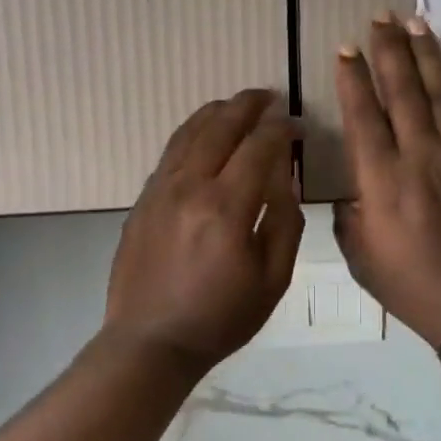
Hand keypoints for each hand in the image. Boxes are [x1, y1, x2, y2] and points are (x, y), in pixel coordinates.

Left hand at [104, 89, 303, 370]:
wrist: (151, 342)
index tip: (297, 126)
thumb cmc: (221, 318)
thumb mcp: (273, 279)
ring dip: (216, 112)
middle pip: (220, 126)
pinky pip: (170, 152)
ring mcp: (159, 190)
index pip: (259, 146)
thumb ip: (284, 221)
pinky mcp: (142, 200)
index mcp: (226, 207)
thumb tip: (284, 176)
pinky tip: (203, 135)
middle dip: (248, 105)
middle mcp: (189, 187)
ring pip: (189, 132)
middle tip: (269, 97)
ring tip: (236, 105)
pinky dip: (191, 133)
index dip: (282, 129)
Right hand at [333, 17, 440, 348]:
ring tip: (420, 24)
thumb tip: (357, 193)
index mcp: (382, 180)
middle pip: (404, 92)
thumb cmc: (412, 286)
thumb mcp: (361, 258)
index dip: (353, 78)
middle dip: (390, 50)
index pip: (364, 115)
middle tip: (382, 16)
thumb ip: (351, 217)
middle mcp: (421, 157)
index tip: (347, 47)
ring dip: (431, 57)